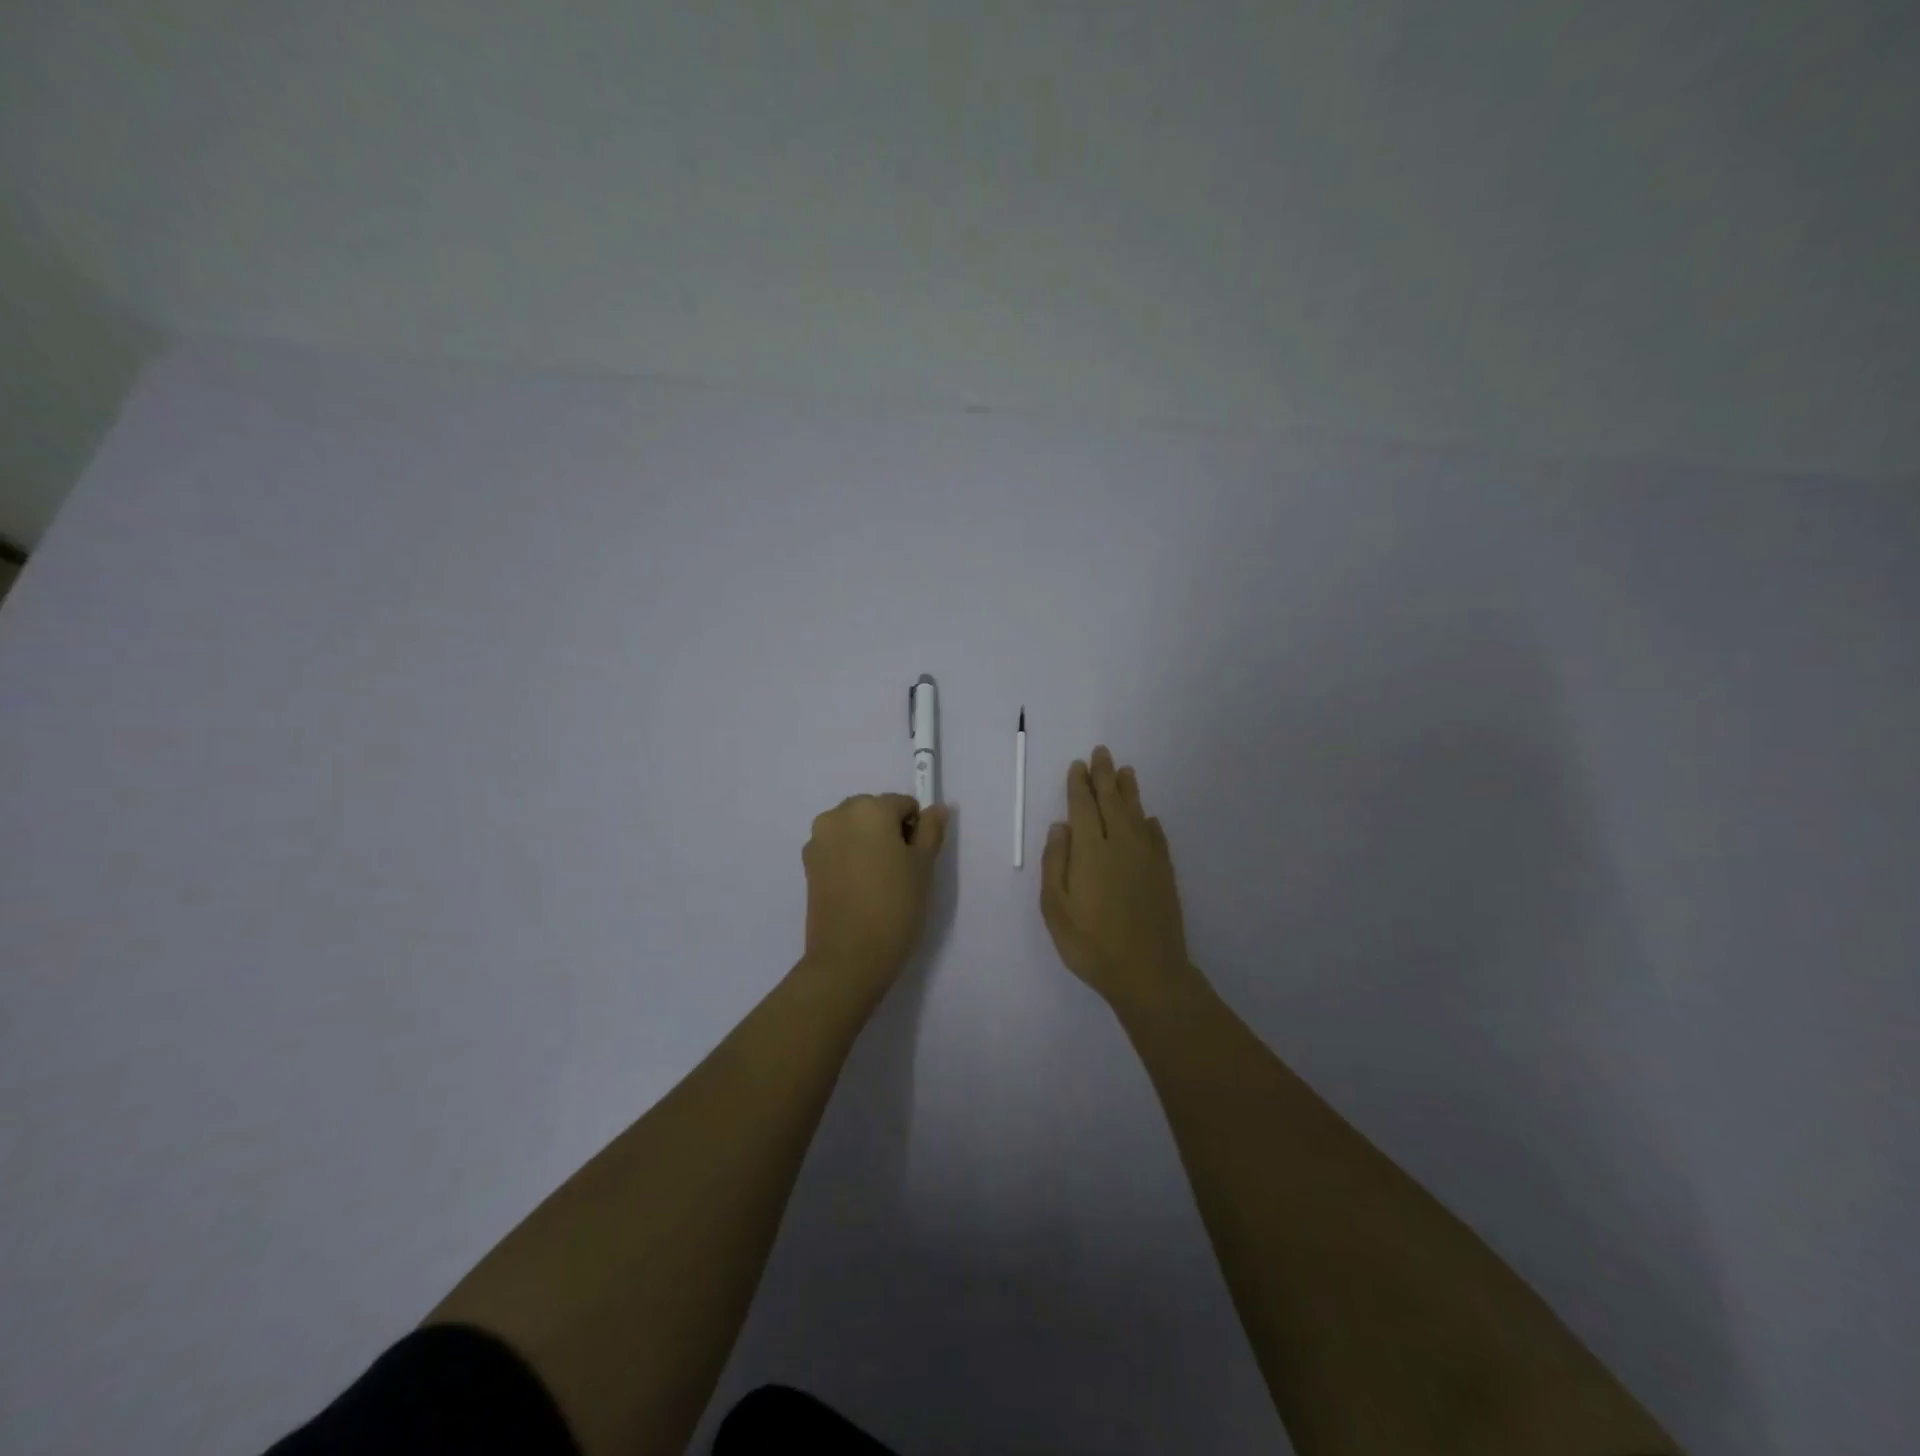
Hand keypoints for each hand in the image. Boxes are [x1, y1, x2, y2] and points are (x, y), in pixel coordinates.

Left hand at [802, 793, 948, 1001]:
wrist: (849, 955)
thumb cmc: (895, 905)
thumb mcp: (924, 866)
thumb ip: (931, 830)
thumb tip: (937, 808)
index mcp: (869, 808)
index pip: (903, 804)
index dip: (915, 829)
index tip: (917, 859)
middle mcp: (838, 814)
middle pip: (874, 811)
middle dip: (888, 831)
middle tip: (899, 870)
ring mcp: (818, 839)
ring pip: (853, 829)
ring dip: (867, 843)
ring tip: (877, 881)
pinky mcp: (807, 863)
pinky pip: (836, 847)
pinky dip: (849, 857)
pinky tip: (857, 888)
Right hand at [1041, 746, 1196, 1010]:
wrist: (1147, 972)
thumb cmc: (1091, 943)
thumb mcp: (1056, 908)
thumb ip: (1055, 862)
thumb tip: (1061, 826)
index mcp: (1091, 850)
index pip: (1083, 807)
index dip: (1079, 784)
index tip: (1078, 765)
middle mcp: (1120, 844)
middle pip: (1112, 802)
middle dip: (1105, 776)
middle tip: (1102, 753)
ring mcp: (1147, 858)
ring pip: (1137, 814)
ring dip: (1129, 791)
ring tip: (1125, 772)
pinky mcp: (1164, 874)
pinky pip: (1156, 838)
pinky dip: (1150, 823)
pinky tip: (1149, 819)